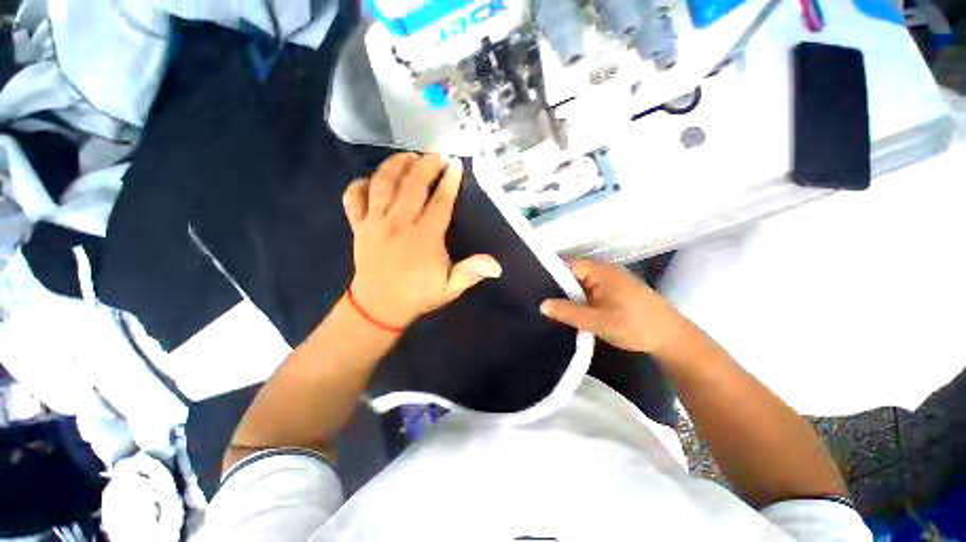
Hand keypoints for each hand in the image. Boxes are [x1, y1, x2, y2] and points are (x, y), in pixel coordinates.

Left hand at [343, 153, 501, 328]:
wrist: (378, 307)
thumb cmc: (417, 296)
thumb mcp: (449, 289)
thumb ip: (471, 273)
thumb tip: (497, 266)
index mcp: (424, 237)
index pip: (440, 202)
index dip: (450, 182)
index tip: (456, 164)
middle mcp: (398, 224)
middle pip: (412, 185)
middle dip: (426, 165)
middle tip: (436, 154)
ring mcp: (375, 223)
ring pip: (382, 184)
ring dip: (395, 165)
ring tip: (408, 156)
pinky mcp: (358, 227)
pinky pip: (353, 198)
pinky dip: (360, 184)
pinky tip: (372, 180)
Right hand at [540, 260, 693, 356]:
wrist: (672, 339)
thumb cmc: (635, 326)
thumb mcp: (598, 321)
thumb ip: (569, 312)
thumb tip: (541, 305)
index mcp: (600, 271)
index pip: (566, 265)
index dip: (548, 274)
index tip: (532, 287)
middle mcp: (604, 271)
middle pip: (572, 274)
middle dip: (556, 286)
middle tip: (536, 299)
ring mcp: (609, 281)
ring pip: (580, 284)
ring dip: (567, 294)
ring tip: (547, 305)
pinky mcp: (613, 291)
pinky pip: (589, 291)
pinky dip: (578, 299)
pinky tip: (568, 310)